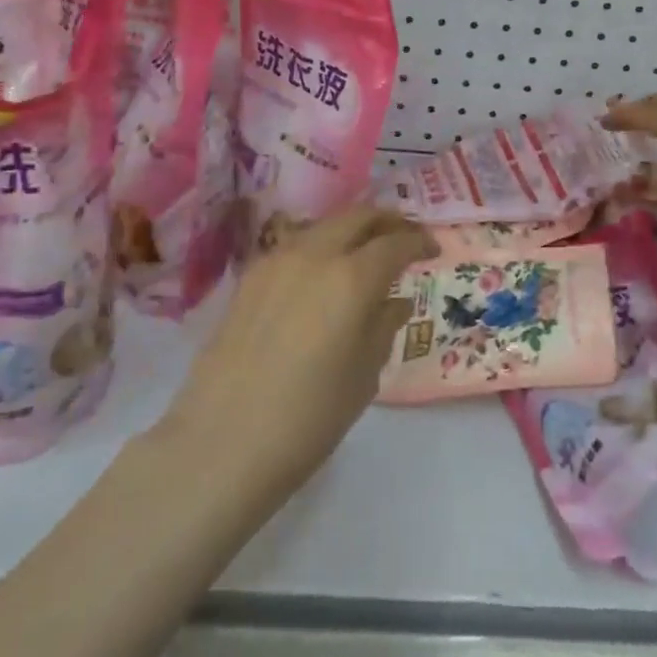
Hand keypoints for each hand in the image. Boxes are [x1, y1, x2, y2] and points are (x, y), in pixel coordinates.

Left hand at [159, 206, 435, 499]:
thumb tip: (394, 301)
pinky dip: (320, 247)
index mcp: (352, 278)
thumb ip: (383, 326)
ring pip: (324, 225)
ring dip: (351, 230)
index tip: (433, 250)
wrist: (224, 440)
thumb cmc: (310, 417)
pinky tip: (323, 274)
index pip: (396, 242)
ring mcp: (277, 260)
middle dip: (387, 221)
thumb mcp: (364, 375)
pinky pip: (296, 246)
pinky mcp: (250, 276)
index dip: (419, 241)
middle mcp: (315, 254)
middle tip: (404, 237)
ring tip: (365, 253)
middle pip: (358, 216)